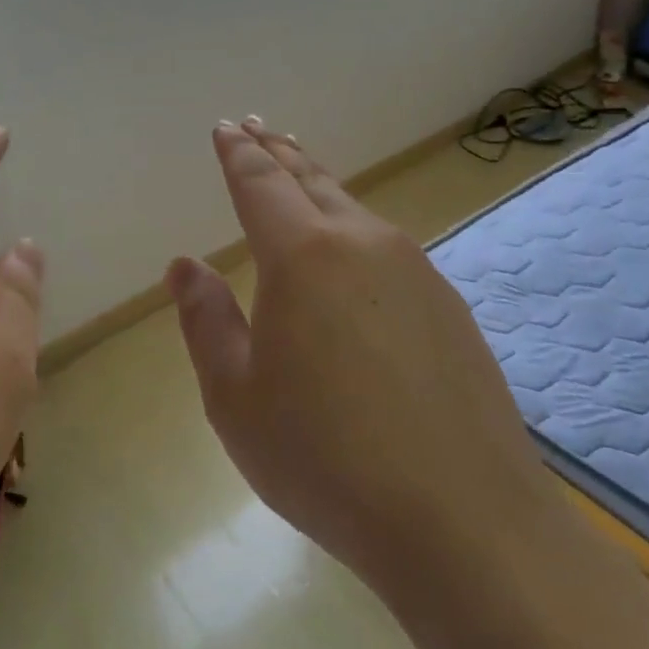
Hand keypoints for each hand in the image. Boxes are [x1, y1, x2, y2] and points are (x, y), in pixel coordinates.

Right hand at [166, 119, 556, 593]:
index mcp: (303, 257)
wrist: (462, 520)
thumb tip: (186, 266)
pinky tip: (354, 253)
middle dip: (279, 152)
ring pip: (356, 211)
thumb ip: (207, 321)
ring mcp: (418, 273)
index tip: (226, 127)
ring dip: (320, 186)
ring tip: (300, 173)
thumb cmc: (324, 457)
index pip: (261, 184)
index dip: (238, 154)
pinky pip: (389, 249)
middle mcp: (364, 245)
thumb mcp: (236, 396)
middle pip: (313, 181)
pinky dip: (356, 231)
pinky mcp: (449, 308)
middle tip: (257, 128)